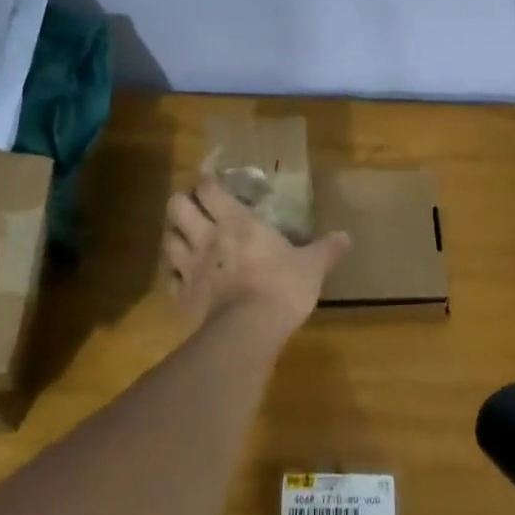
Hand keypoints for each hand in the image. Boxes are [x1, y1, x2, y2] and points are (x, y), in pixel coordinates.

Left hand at [163, 177, 350, 328]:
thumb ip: (326, 249)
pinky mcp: (182, 296)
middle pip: (176, 206)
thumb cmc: (282, 287)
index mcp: (236, 222)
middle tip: (196, 209)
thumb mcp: (312, 267)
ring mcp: (190, 267)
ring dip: (175, 236)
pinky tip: (186, 278)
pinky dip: (175, 275)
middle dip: (182, 203)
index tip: (213, 185)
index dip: (206, 183)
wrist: (249, 331)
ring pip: (168, 239)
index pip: (207, 188)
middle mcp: (207, 238)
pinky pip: (170, 279)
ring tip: (187, 240)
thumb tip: (346, 236)